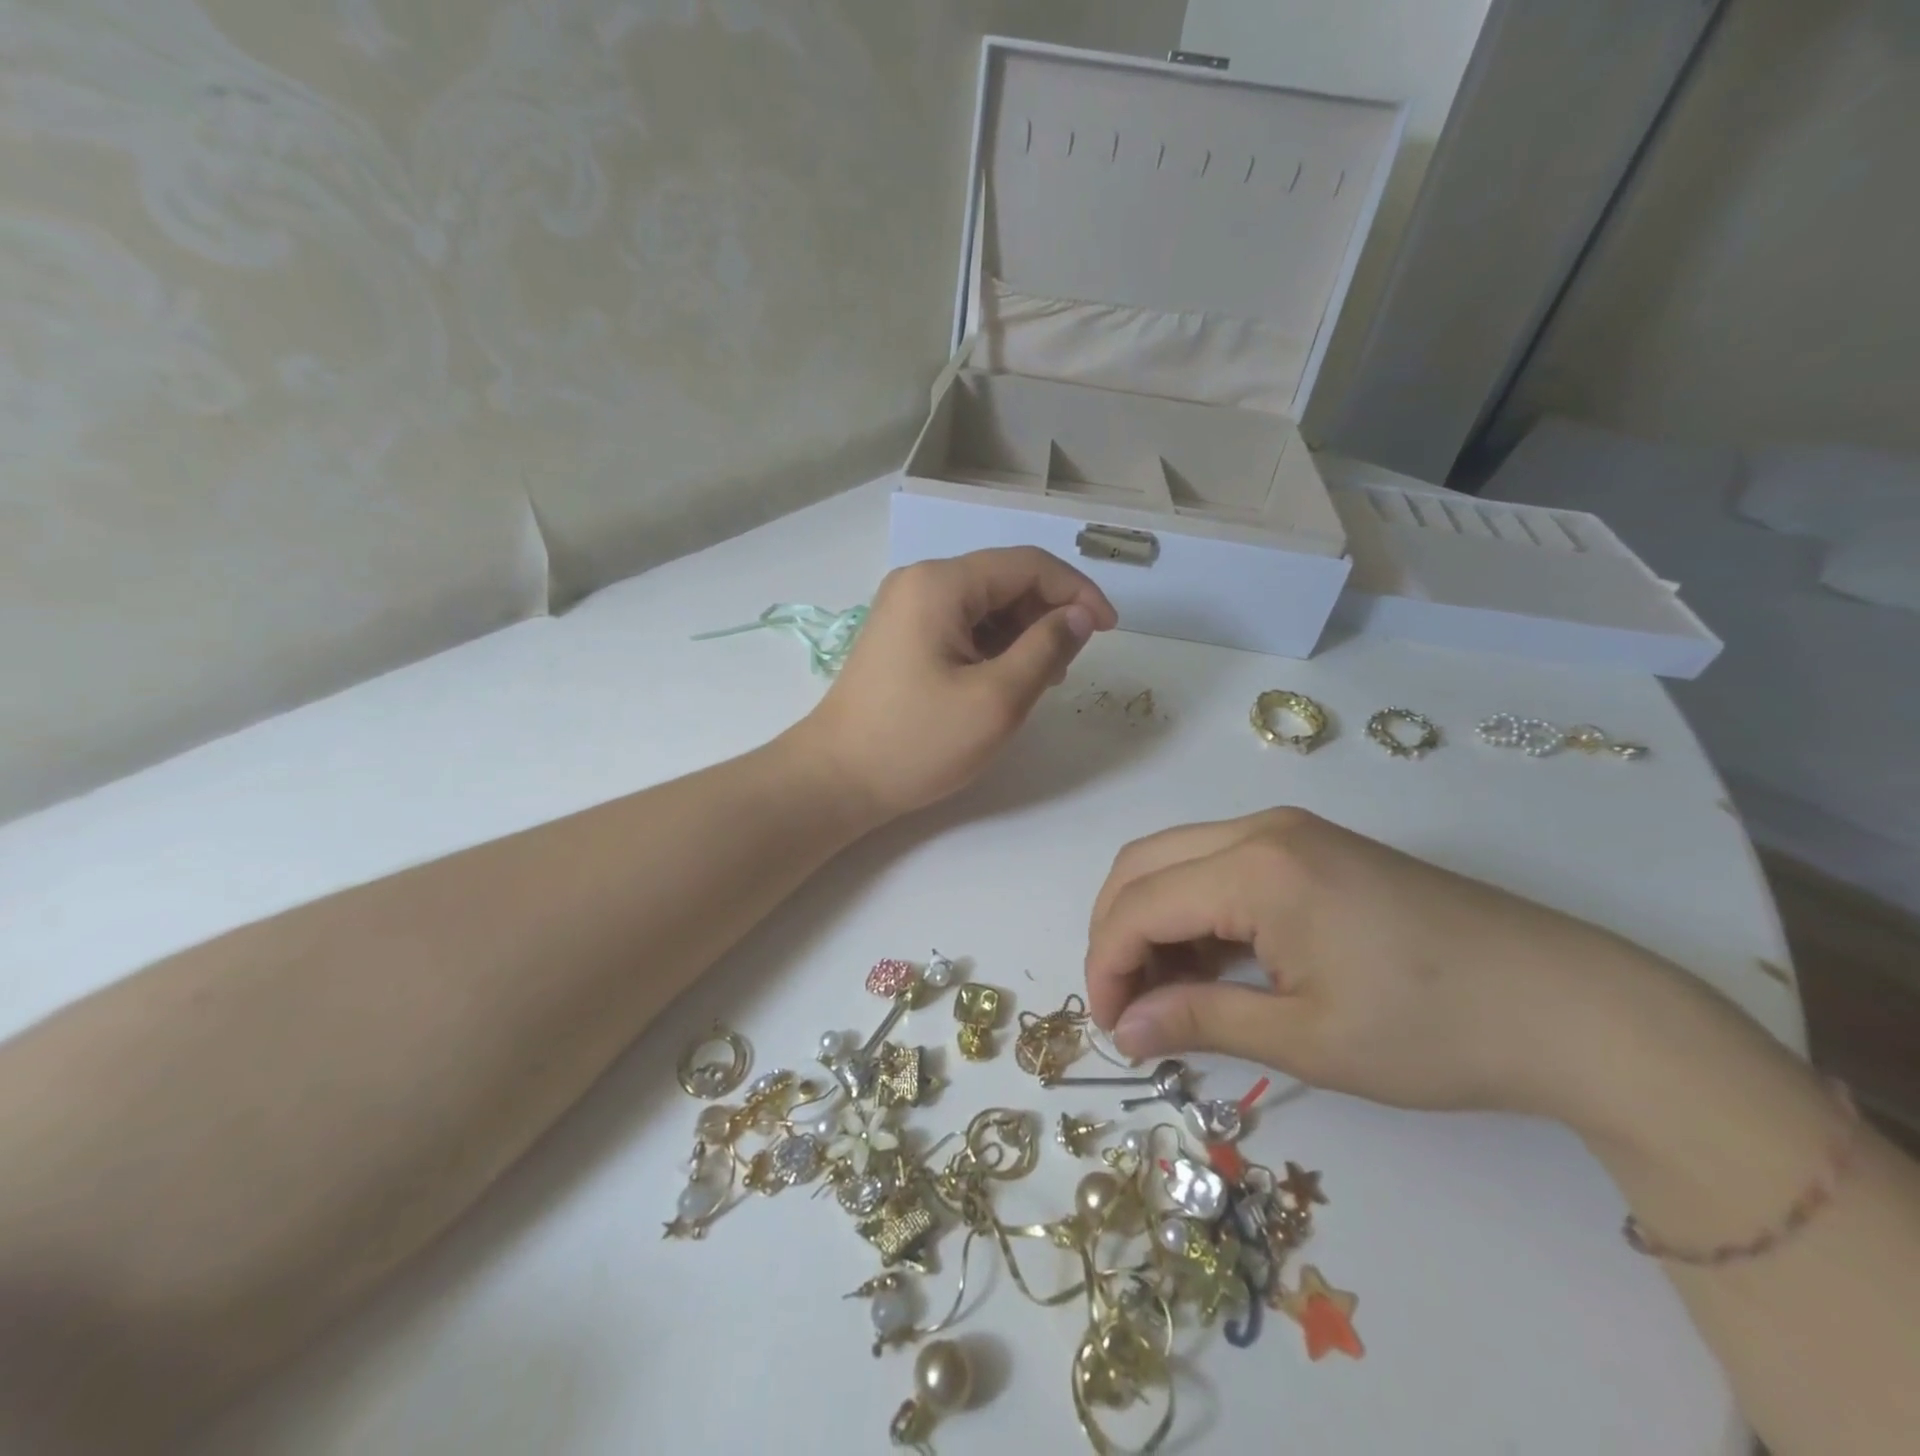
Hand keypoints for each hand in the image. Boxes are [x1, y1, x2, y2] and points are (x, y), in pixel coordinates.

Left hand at [795, 548, 1116, 818]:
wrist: (836, 780)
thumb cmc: (917, 742)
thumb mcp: (996, 699)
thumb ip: (1046, 648)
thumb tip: (1079, 616)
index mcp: (940, 584)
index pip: (1027, 564)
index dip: (1077, 591)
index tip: (1108, 630)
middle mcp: (920, 582)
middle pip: (1005, 580)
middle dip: (1048, 614)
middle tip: (1068, 666)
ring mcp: (906, 608)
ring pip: (986, 605)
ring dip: (1023, 633)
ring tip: (1040, 680)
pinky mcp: (902, 636)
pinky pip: (962, 625)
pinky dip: (994, 646)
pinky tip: (1005, 680)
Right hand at [1083, 808, 1683, 1127]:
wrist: (1572, 1007)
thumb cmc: (1433, 1030)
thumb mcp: (1306, 1039)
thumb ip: (1200, 1021)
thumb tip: (1124, 1031)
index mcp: (1255, 868)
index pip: (1139, 905)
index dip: (1107, 966)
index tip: (1109, 1028)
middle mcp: (1260, 829)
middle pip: (1143, 864)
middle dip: (1115, 931)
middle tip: (1125, 1004)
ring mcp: (1289, 831)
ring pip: (1177, 858)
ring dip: (1152, 918)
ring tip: (1165, 990)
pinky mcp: (1312, 846)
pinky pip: (1219, 864)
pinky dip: (1194, 908)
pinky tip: (1213, 961)